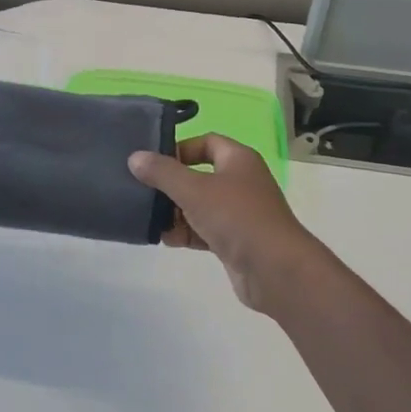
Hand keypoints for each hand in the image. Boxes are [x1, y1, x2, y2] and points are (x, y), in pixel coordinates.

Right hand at [129, 134, 329, 314]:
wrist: (275, 269)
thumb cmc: (236, 217)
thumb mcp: (194, 190)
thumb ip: (162, 173)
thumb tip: (135, 157)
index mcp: (238, 160)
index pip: (206, 142)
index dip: (180, 148)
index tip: (154, 163)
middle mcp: (241, 182)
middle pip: (199, 175)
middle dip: (171, 185)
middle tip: (144, 193)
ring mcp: (239, 213)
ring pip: (199, 206)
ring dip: (176, 213)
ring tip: (151, 220)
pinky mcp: (235, 241)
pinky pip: (204, 230)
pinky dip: (187, 233)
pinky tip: (168, 240)